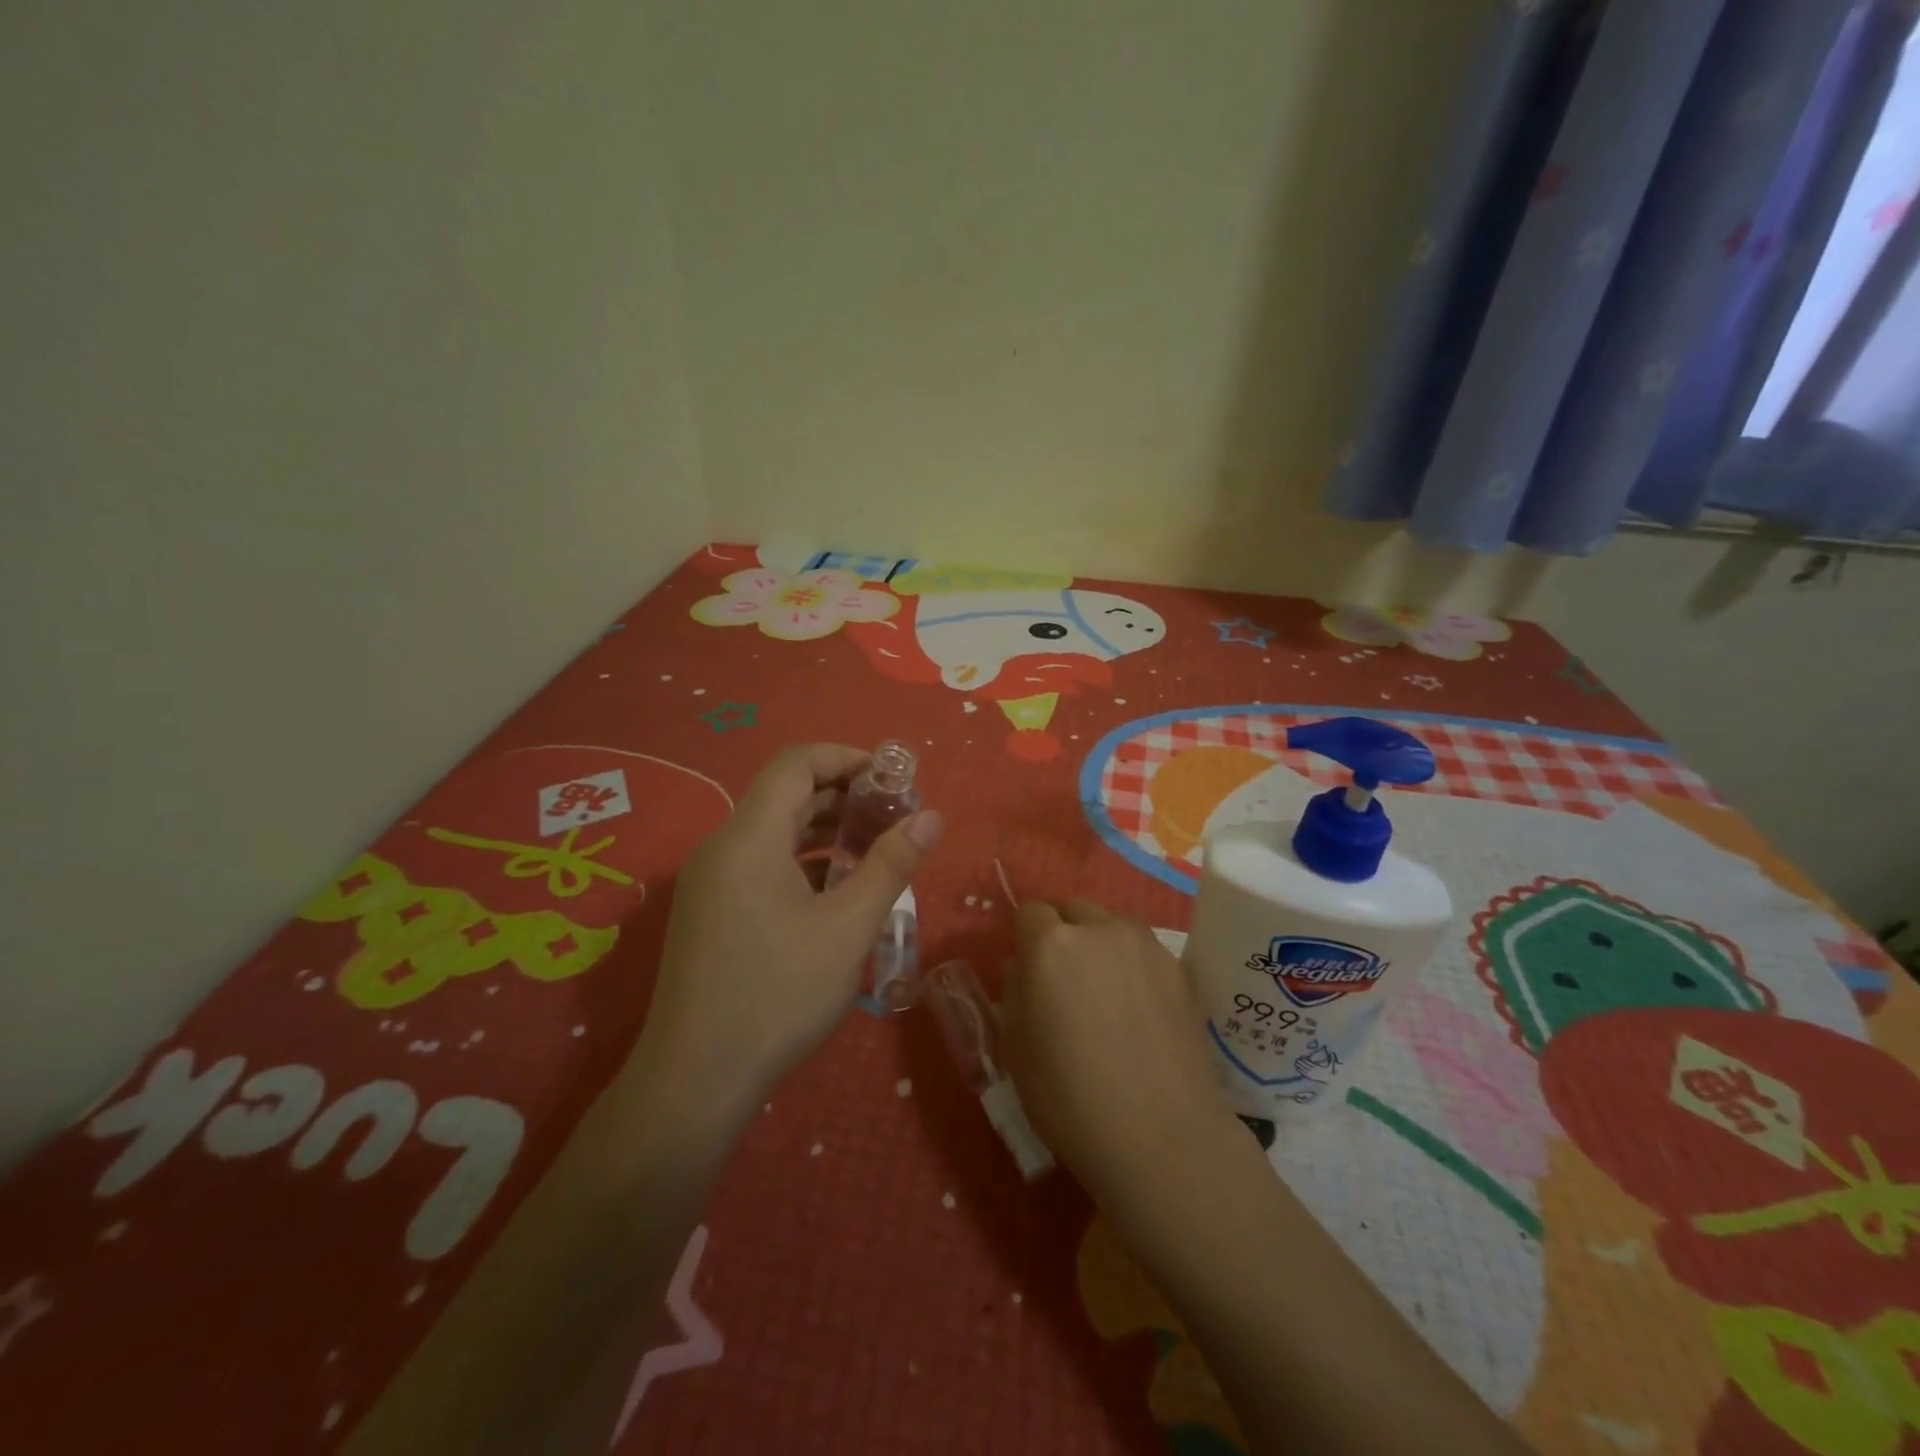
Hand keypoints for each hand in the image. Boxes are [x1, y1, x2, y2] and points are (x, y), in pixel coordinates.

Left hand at [638, 744, 943, 1114]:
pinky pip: (761, 863)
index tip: (893, 779)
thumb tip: (933, 816)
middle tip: (895, 815)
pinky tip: (836, 889)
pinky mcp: (711, 910)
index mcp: (749, 838)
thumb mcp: (848, 929)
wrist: (695, 1081)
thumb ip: (891, 865)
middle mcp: (722, 847)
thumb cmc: (777, 996)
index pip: (796, 764)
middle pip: (786, 794)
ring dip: (825, 829)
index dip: (847, 758)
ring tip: (875, 848)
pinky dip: (802, 860)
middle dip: (844, 795)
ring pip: (774, 831)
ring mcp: (711, 881)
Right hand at [1003, 899, 1241, 1206]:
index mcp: (1050, 944)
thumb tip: (1024, 966)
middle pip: (1074, 909)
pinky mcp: (1180, 969)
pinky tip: (1137, 1010)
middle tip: (1065, 979)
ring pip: (1112, 925)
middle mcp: (1099, 929)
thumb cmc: (1069, 1098)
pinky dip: (1133, 965)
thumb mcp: (1016, 1047)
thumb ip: (1015, 991)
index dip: (1025, 937)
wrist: (1161, 1136)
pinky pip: (1144, 951)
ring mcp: (1145, 946)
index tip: (1028, 969)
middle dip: (1063, 931)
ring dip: (1100, 944)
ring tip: (1105, 993)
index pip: (1030, 911)